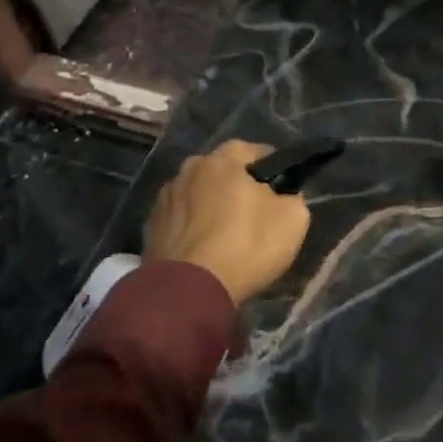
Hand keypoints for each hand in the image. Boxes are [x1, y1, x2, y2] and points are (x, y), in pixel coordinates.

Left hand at [144, 139, 311, 304]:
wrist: (188, 291)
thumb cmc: (245, 246)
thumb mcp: (292, 220)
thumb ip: (292, 198)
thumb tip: (283, 196)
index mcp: (222, 160)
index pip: (252, 150)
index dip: (270, 166)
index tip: (281, 186)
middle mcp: (189, 169)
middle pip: (220, 171)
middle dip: (236, 185)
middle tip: (254, 211)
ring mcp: (164, 198)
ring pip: (197, 194)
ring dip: (210, 206)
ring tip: (225, 233)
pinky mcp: (150, 227)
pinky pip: (180, 219)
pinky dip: (192, 227)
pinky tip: (203, 249)